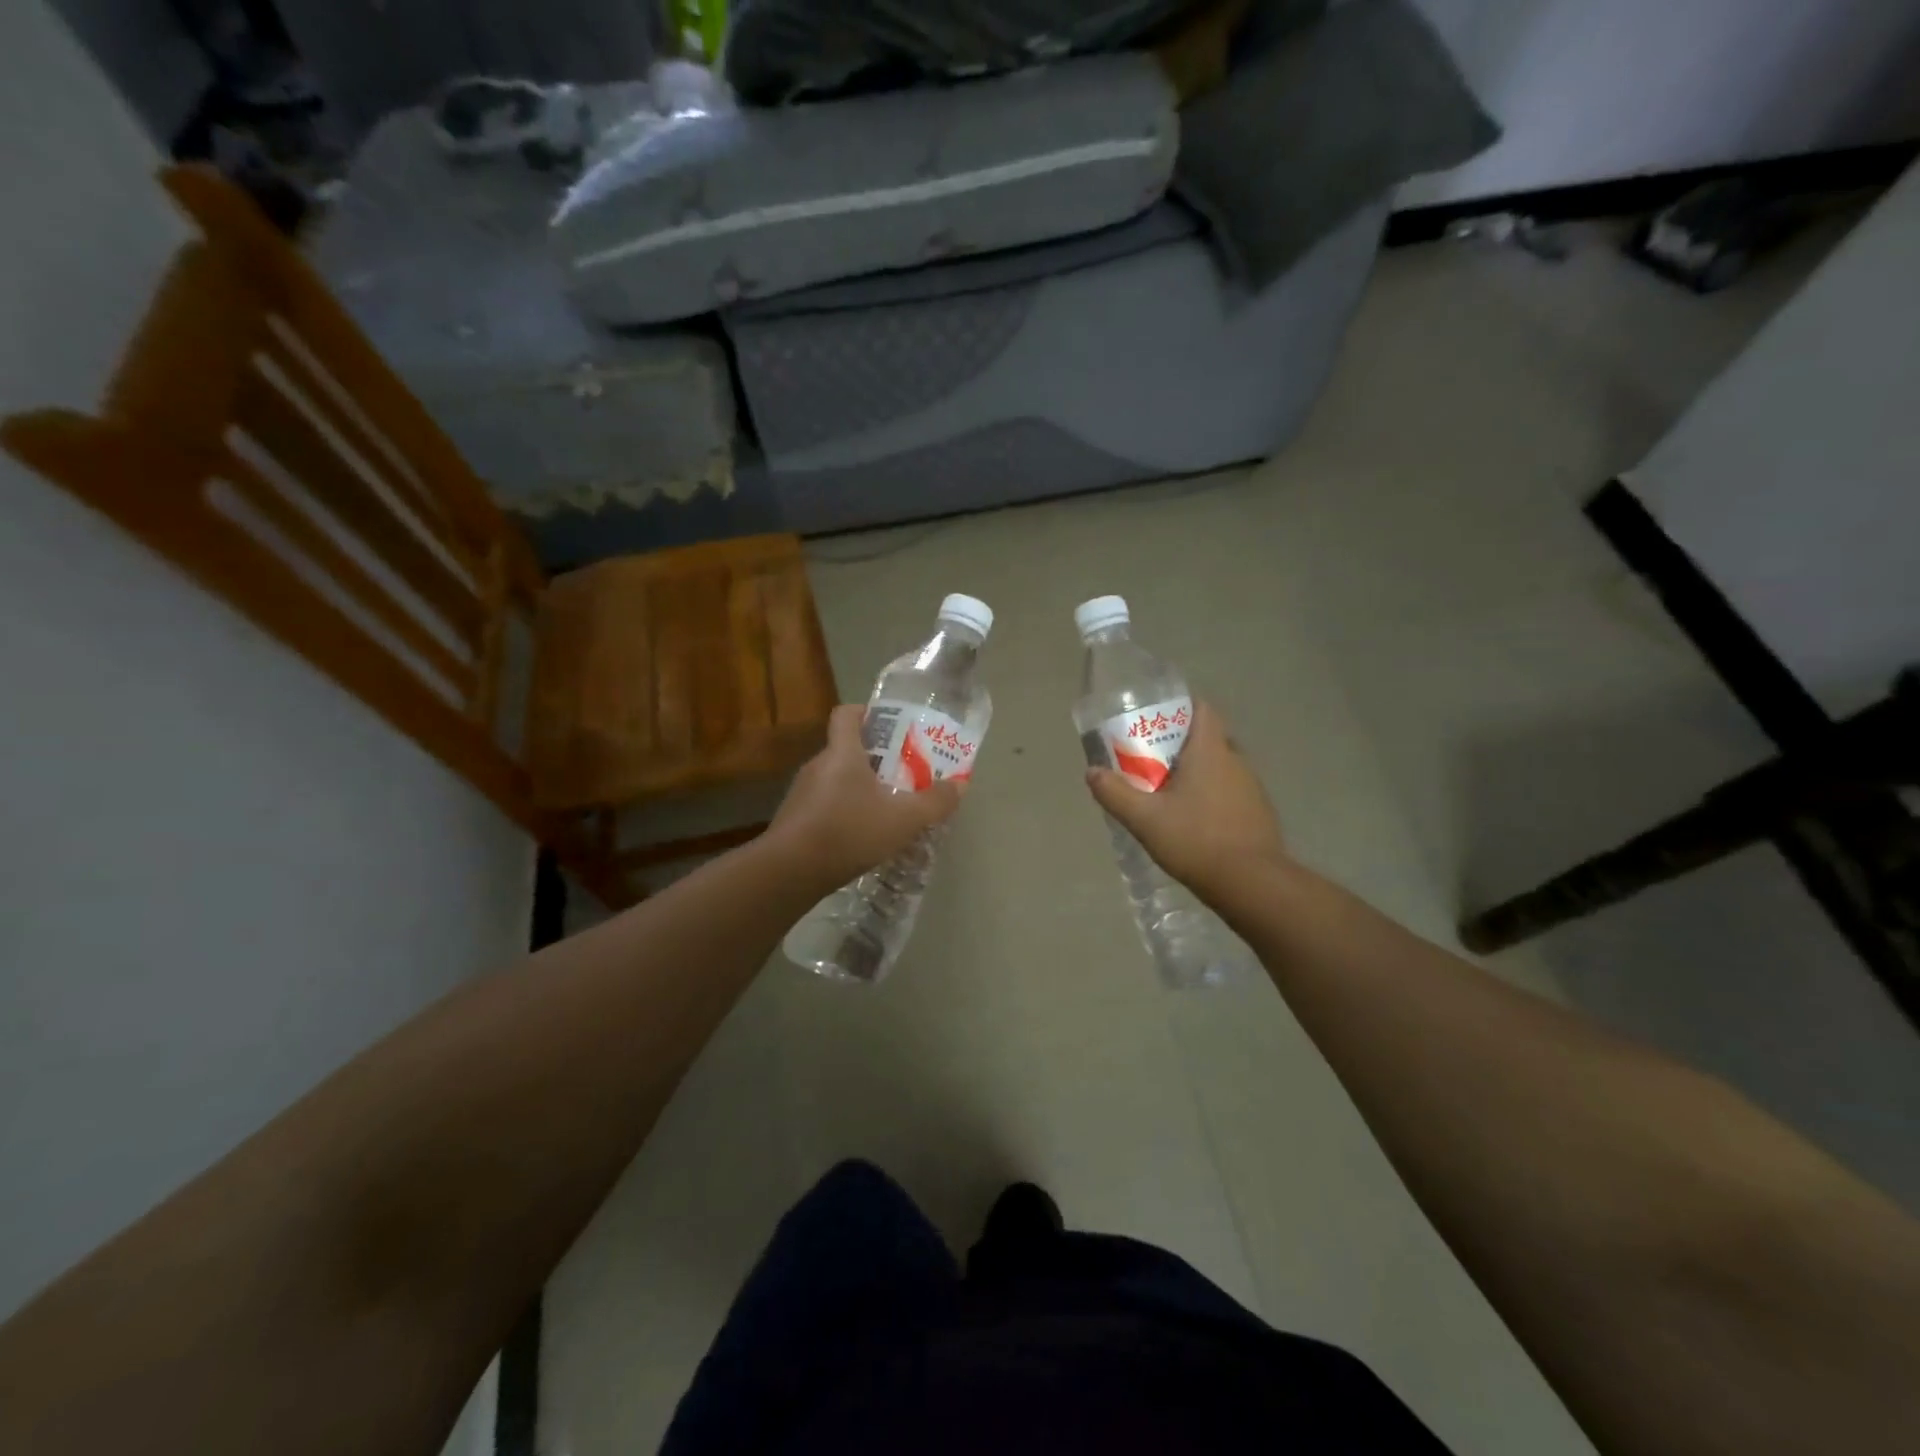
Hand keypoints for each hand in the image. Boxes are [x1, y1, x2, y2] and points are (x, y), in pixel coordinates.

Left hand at [769, 704, 966, 890]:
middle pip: (846, 748)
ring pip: (835, 779)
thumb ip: (935, 802)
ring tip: (886, 807)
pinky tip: (860, 835)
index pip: (847, 714)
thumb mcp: (904, 819)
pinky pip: (824, 805)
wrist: (789, 871)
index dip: (867, 713)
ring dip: (858, 788)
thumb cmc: (849, 831)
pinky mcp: (794, 820)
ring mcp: (801, 793)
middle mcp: (818, 765)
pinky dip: (843, 811)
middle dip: (874, 757)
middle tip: (902, 772)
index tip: (890, 725)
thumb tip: (960, 785)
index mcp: (842, 752)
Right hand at [1086, 701, 1286, 902]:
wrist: (1251, 883)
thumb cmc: (1195, 840)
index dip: (1181, 708)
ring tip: (1168, 792)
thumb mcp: (1144, 819)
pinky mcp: (1258, 813)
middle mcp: (1236, 761)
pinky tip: (1194, 820)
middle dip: (1181, 744)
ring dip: (1197, 772)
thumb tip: (1092, 772)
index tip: (1157, 720)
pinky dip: (1212, 796)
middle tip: (1152, 759)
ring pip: (1220, 767)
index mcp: (1210, 752)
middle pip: (1208, 738)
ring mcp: (1252, 788)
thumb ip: (1115, 793)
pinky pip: (1231, 792)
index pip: (1202, 710)